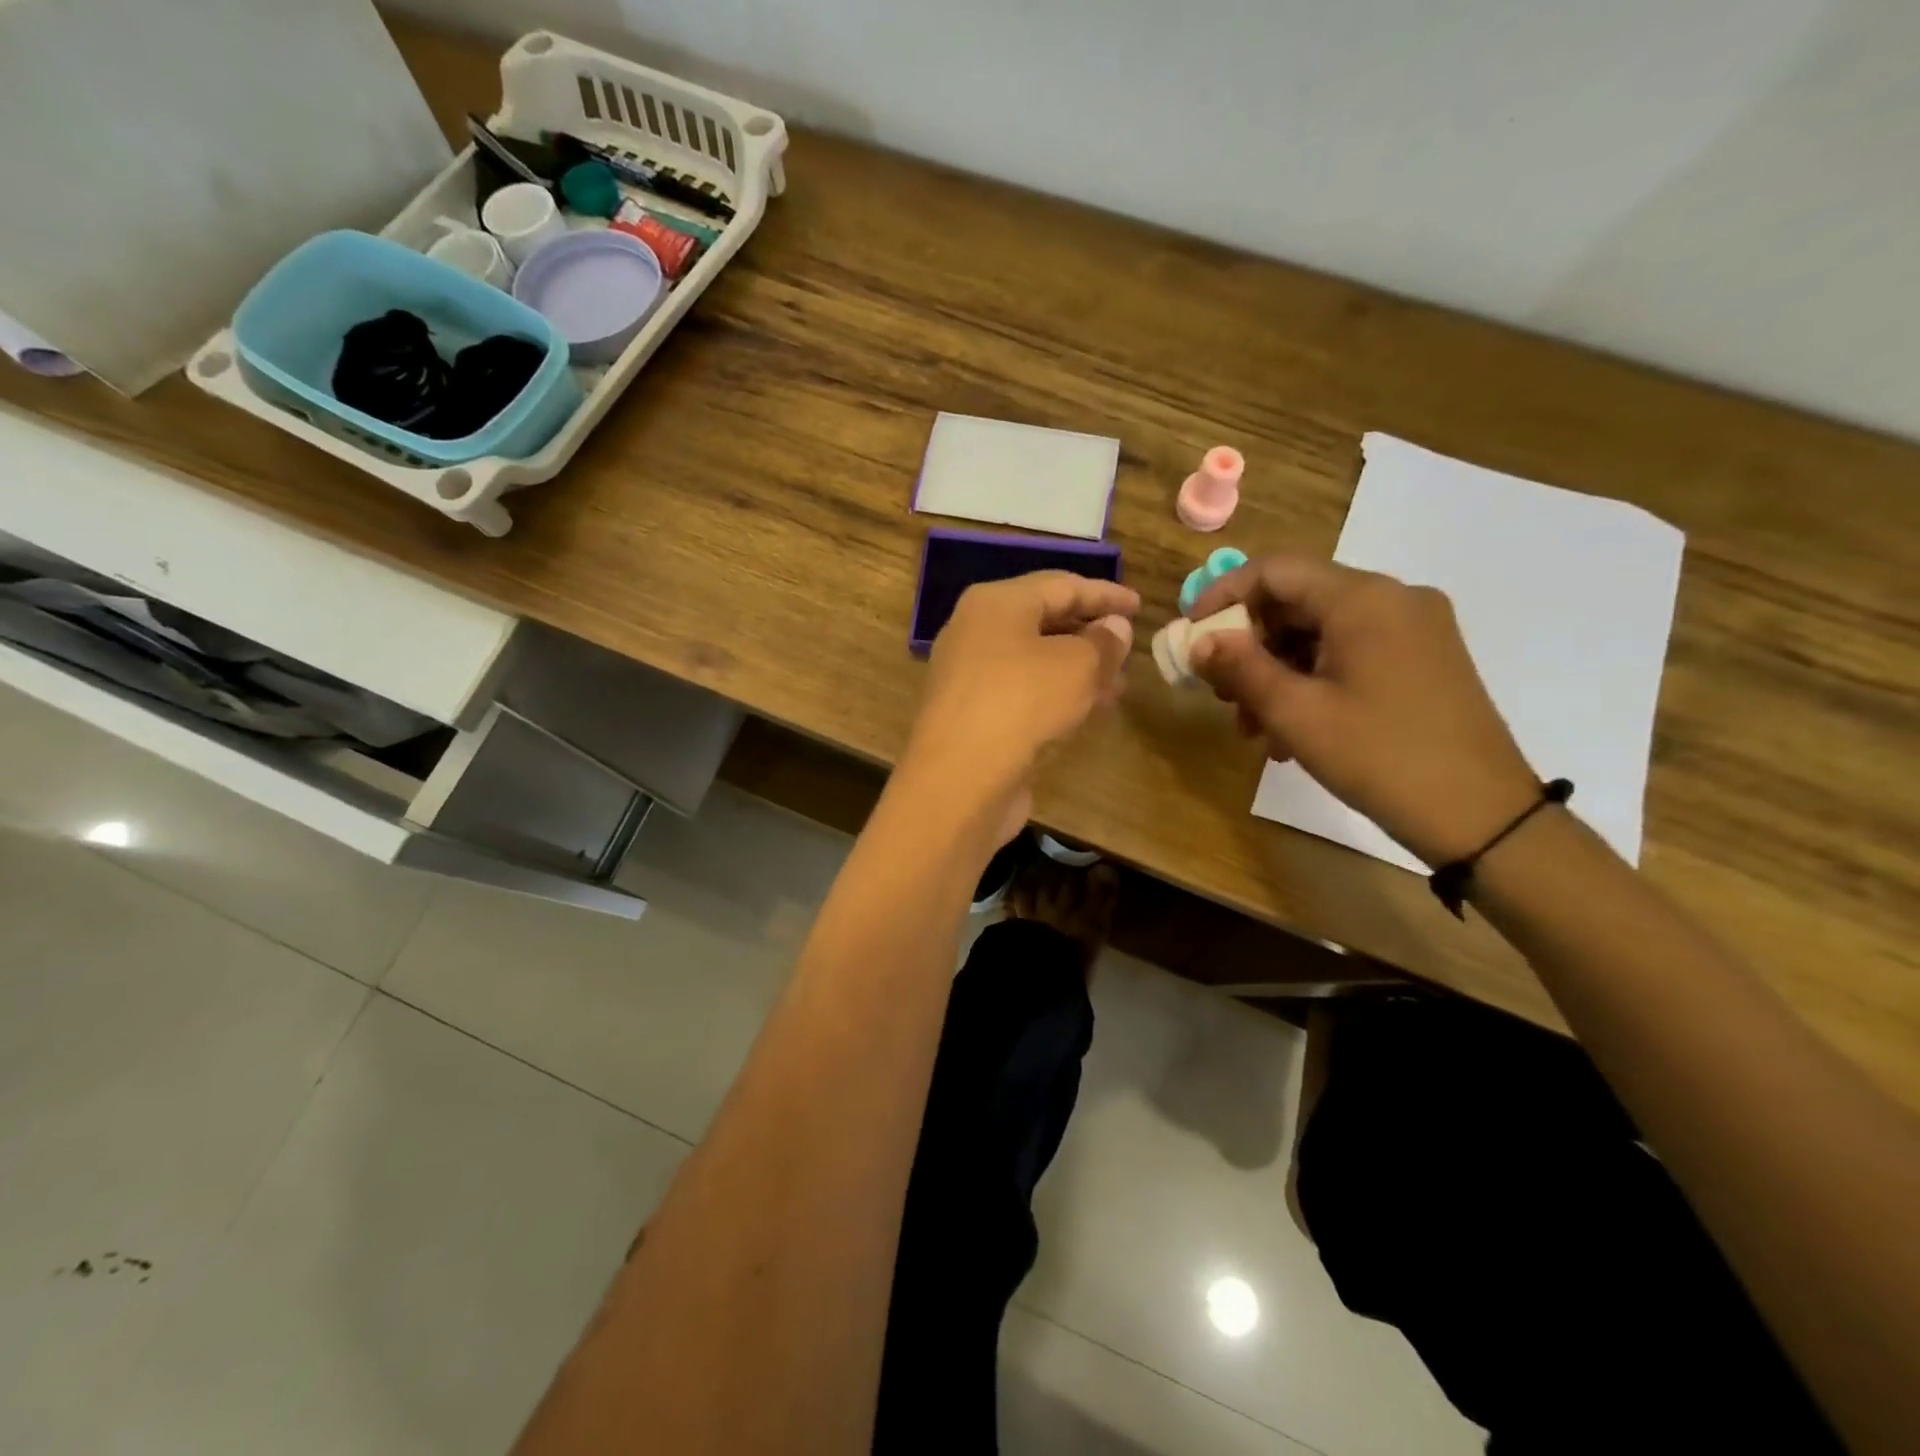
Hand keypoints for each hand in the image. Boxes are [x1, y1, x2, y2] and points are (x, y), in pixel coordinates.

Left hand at [903, 571, 1137, 839]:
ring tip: (1119, 683)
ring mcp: (969, 676)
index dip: (1104, 594)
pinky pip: (1023, 693)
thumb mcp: (1077, 665)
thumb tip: (1115, 627)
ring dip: (1078, 669)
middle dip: (1090, 633)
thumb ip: (1103, 642)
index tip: (1139, 605)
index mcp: (995, 603)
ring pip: (1034, 661)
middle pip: (1043, 621)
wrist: (959, 780)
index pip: (1060, 585)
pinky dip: (1056, 696)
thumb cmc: (1021, 703)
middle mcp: (975, 632)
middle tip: (1129, 646)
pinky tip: (1087, 711)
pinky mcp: (972, 716)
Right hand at [1188, 554, 1537, 865]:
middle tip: (1220, 693)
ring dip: (1276, 671)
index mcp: (1364, 599)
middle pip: (1298, 601)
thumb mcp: (1296, 713)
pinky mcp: (1424, 658)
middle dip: (1250, 645)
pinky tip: (1292, 729)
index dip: (1223, 595)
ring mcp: (1414, 628)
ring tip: (1252, 726)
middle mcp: (1393, 598)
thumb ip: (1241, 668)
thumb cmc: (1380, 757)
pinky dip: (1312, 680)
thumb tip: (1199, 641)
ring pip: (1321, 631)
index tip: (1191, 633)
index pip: (1275, 570)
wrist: (1483, 816)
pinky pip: (1350, 652)